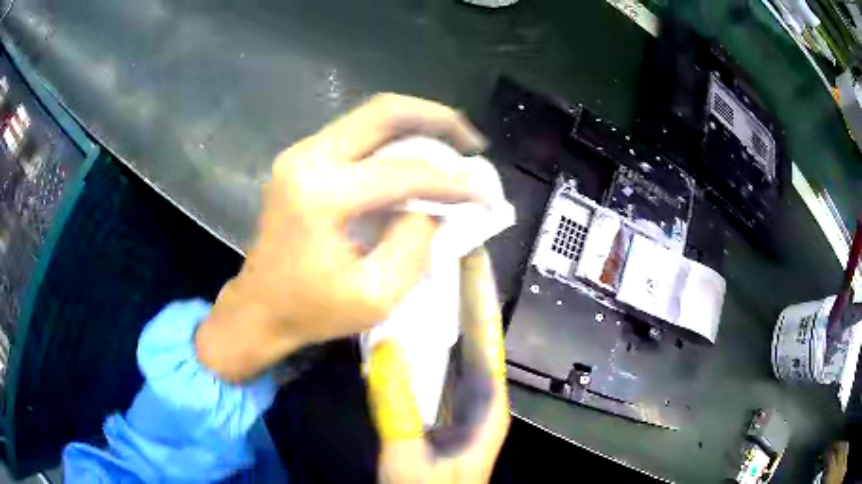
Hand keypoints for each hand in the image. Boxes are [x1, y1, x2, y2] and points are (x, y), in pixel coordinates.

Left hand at [196, 94, 488, 381]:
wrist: (259, 308)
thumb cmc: (312, 311)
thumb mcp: (376, 295)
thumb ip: (415, 242)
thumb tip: (438, 205)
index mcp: (321, 196)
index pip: (404, 172)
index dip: (453, 181)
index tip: (487, 194)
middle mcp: (307, 159)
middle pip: (383, 112)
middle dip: (437, 119)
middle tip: (471, 142)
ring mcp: (300, 154)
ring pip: (370, 117)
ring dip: (417, 124)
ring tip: (452, 146)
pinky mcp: (301, 159)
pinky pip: (357, 133)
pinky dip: (393, 138)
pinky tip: (416, 156)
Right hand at [366, 248, 509, 483]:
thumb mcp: (409, 459)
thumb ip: (397, 411)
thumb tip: (386, 349)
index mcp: (486, 406)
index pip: (488, 340)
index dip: (482, 297)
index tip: (473, 256)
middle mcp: (479, 396)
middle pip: (474, 337)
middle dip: (463, 295)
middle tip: (444, 252)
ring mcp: (460, 402)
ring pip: (454, 349)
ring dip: (443, 314)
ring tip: (423, 275)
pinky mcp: (440, 408)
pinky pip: (435, 366)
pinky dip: (423, 342)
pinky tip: (403, 324)